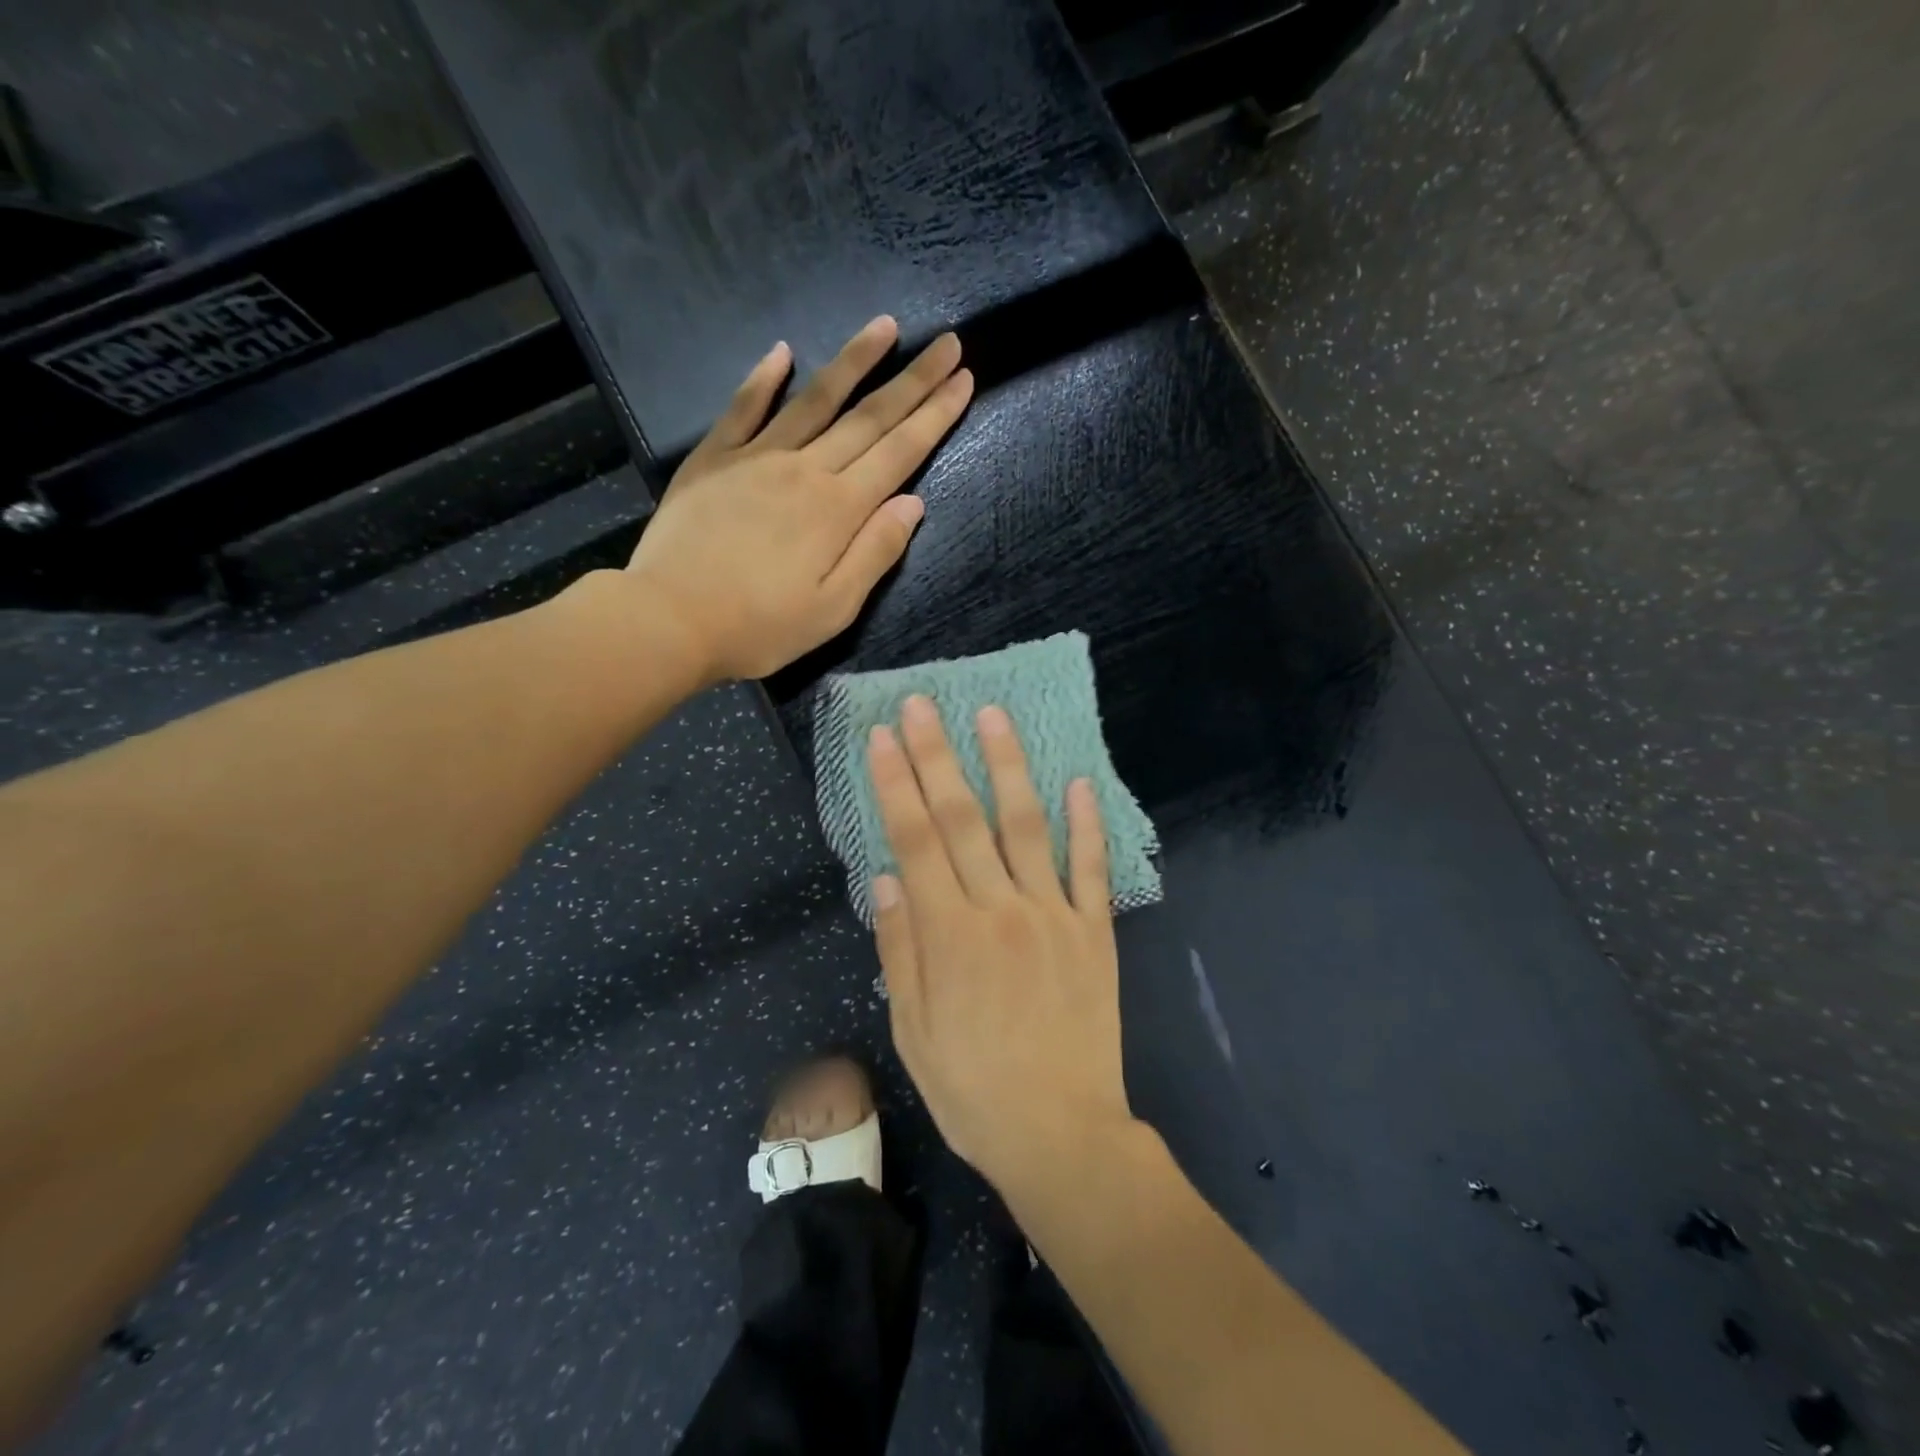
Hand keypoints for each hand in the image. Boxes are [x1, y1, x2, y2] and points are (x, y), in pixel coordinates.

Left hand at [625, 316, 971, 682]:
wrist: (669, 620)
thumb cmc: (760, 627)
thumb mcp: (834, 609)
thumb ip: (875, 553)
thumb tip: (913, 503)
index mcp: (839, 509)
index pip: (900, 452)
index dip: (935, 415)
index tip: (963, 379)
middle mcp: (805, 470)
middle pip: (869, 417)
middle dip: (913, 380)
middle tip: (947, 343)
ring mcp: (756, 457)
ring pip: (814, 399)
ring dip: (853, 361)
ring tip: (884, 327)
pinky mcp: (713, 459)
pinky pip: (744, 408)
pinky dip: (764, 378)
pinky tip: (782, 353)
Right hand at [868, 695, 1134, 1192]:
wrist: (1061, 1134)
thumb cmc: (973, 1088)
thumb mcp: (913, 1030)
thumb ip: (900, 948)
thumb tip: (885, 878)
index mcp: (949, 935)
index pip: (915, 840)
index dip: (896, 784)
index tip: (883, 736)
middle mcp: (1000, 911)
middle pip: (962, 819)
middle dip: (937, 756)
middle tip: (923, 705)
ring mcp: (1054, 916)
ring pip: (1026, 827)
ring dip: (1007, 767)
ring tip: (992, 716)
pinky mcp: (1095, 932)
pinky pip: (1091, 868)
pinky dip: (1086, 823)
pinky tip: (1078, 781)